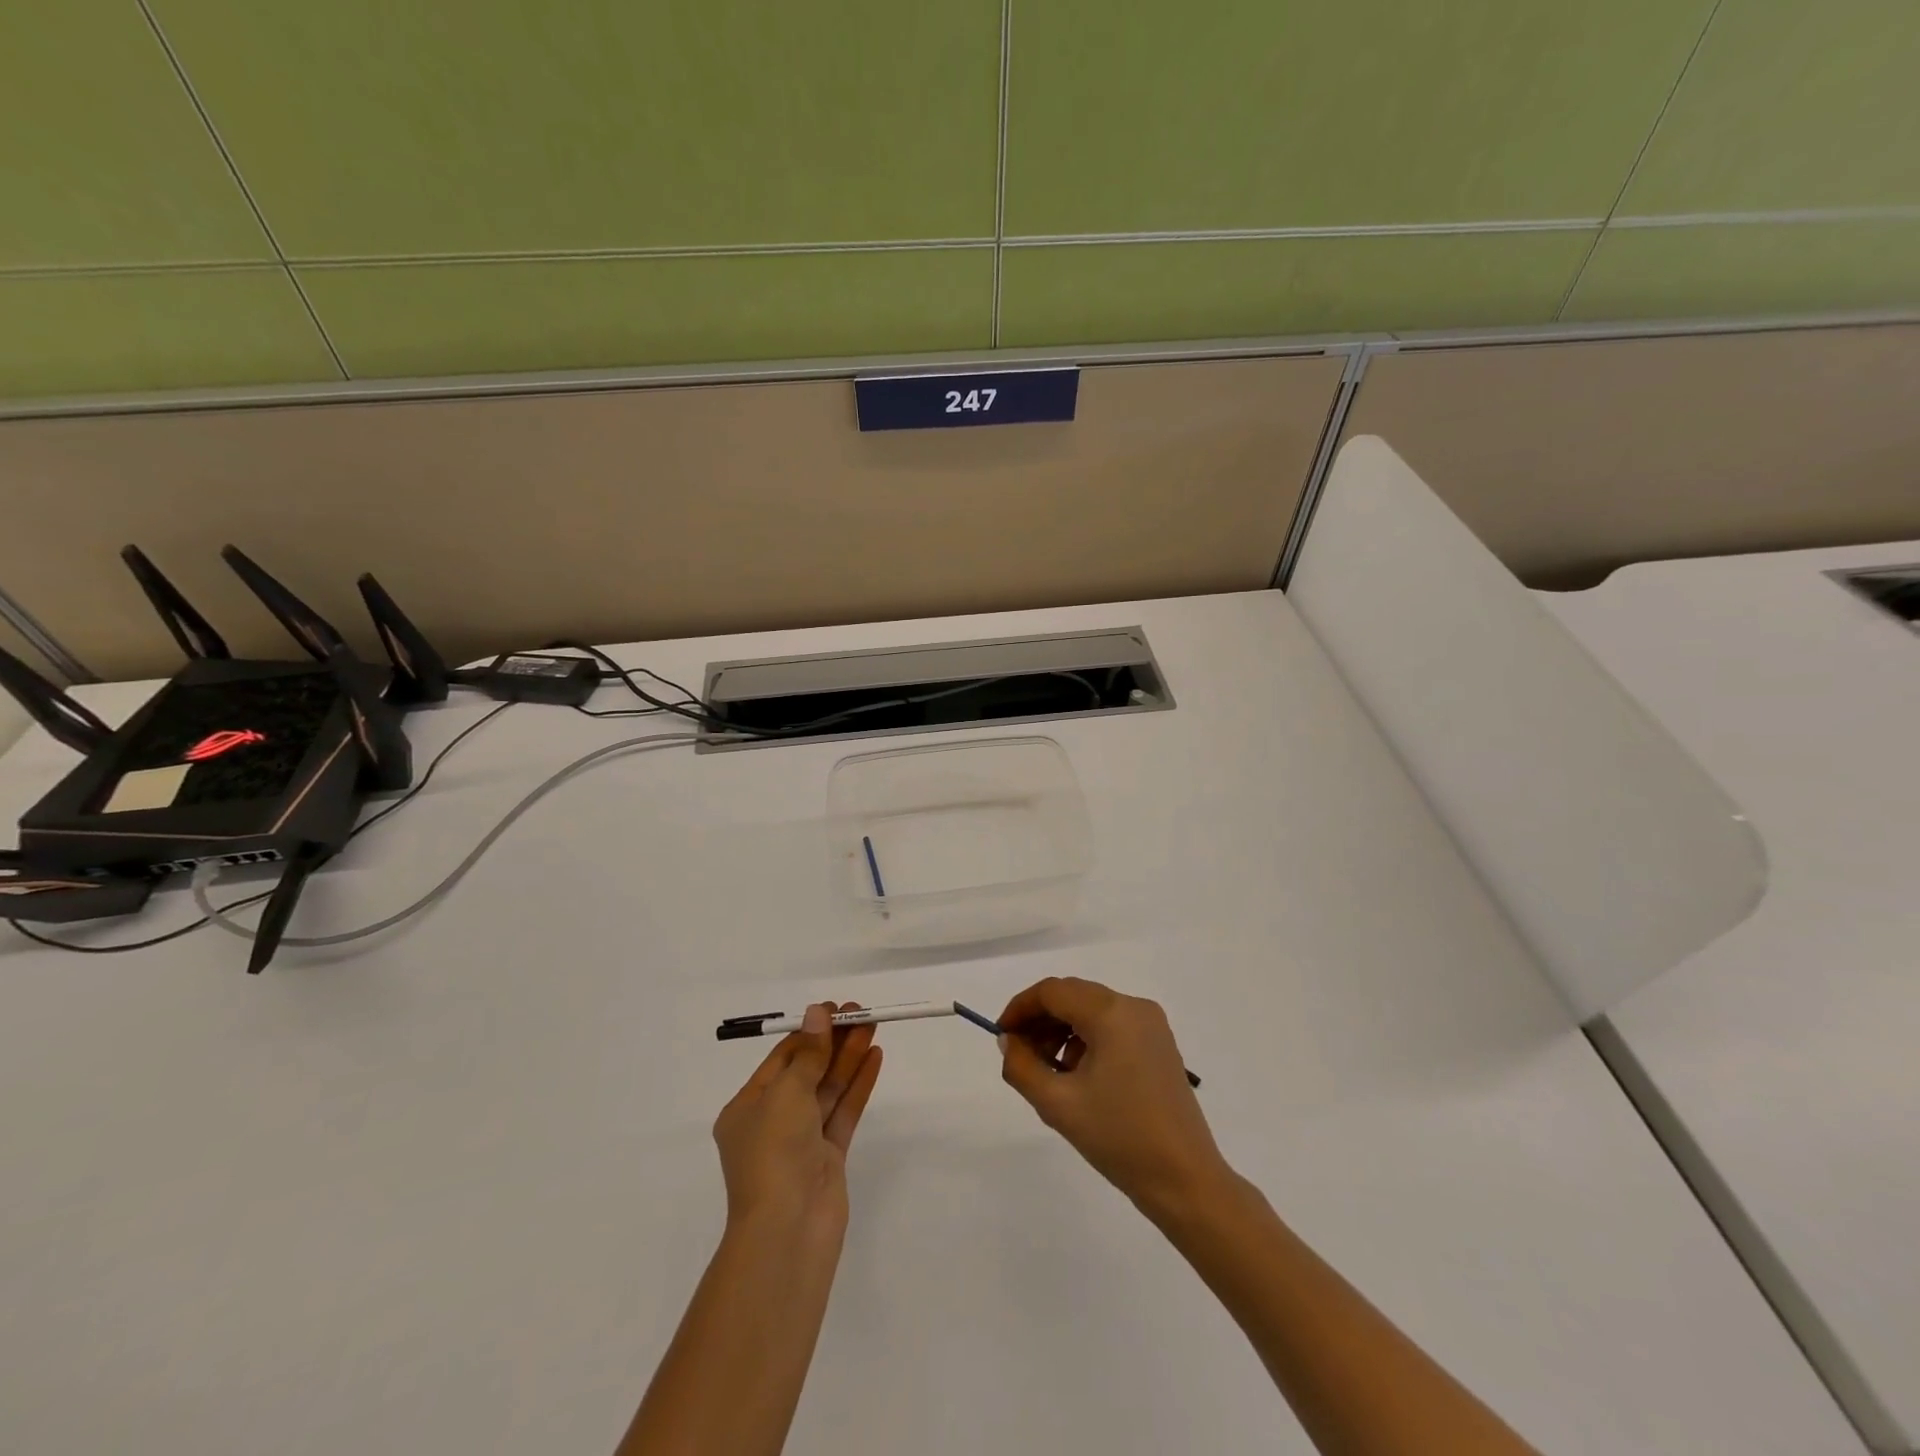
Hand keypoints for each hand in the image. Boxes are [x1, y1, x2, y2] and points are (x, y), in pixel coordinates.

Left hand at [713, 1003, 882, 1237]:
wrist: (788, 1231)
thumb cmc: (774, 1153)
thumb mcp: (786, 1093)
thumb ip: (809, 1053)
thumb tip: (817, 1013)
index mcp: (747, 1109)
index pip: (781, 1060)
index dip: (809, 1032)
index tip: (834, 1009)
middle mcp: (772, 1123)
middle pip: (807, 1071)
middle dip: (833, 1042)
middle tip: (861, 1012)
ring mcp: (802, 1142)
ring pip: (828, 1089)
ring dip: (849, 1057)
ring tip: (873, 1025)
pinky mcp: (828, 1158)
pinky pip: (843, 1112)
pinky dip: (858, 1085)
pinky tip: (874, 1057)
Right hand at [998, 977, 1227, 1217]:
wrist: (1185, 1180)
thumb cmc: (1119, 1138)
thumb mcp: (1058, 1104)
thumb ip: (1022, 1066)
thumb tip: (1010, 1041)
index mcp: (1111, 1013)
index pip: (1053, 991)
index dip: (1021, 1007)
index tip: (1002, 1035)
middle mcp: (1133, 1006)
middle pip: (1073, 995)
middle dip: (1041, 1019)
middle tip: (1019, 1054)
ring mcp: (1151, 1024)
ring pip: (1092, 1009)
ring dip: (1062, 1030)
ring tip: (1048, 1071)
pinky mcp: (1159, 1044)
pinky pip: (1112, 1025)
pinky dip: (1087, 1039)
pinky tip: (1078, 1076)